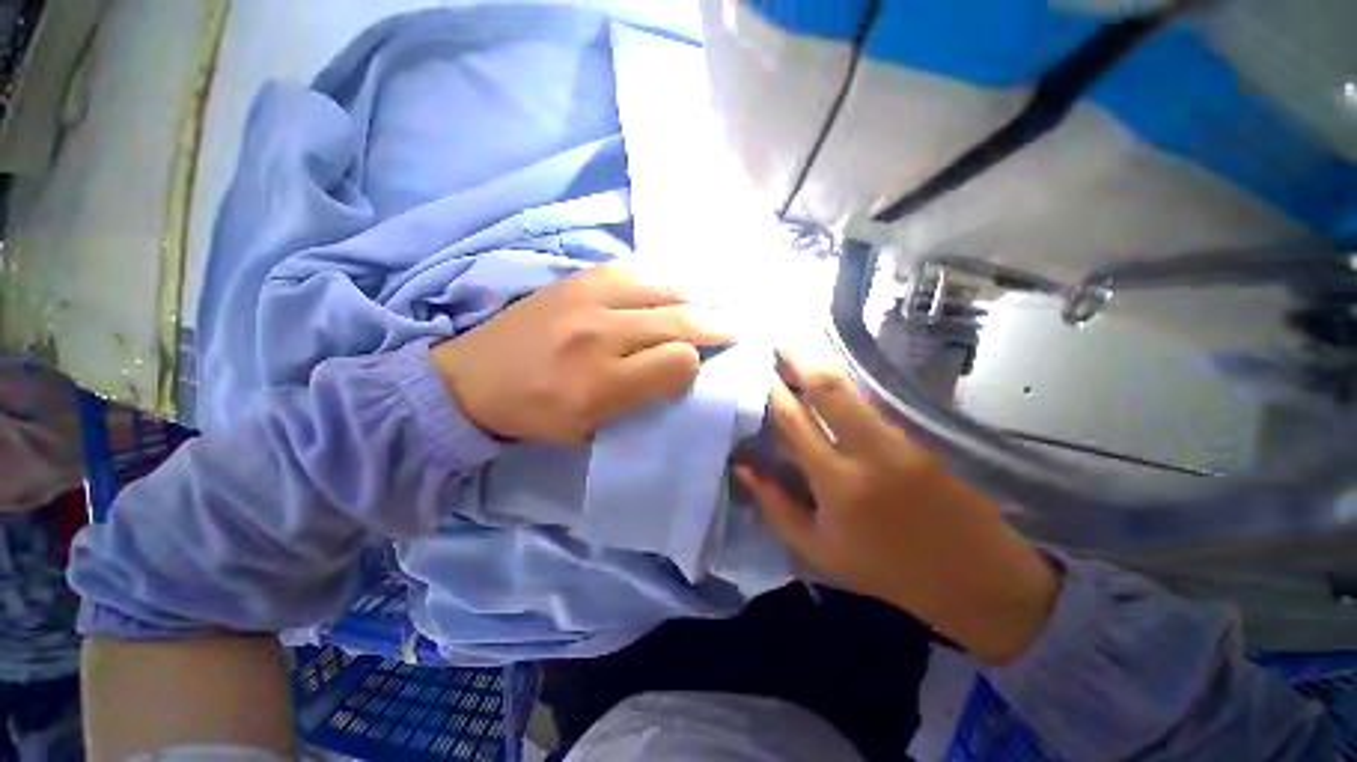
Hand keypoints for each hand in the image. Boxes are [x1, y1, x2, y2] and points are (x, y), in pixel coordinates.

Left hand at [431, 265, 734, 443]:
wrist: (470, 380)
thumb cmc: (535, 414)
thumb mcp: (588, 429)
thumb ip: (640, 400)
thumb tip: (681, 367)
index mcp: (601, 383)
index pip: (675, 361)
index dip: (699, 361)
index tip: (710, 362)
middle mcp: (600, 334)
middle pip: (675, 320)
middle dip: (716, 321)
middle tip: (744, 323)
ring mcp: (587, 298)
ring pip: (662, 287)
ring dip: (699, 293)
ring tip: (722, 298)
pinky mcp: (576, 279)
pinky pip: (633, 269)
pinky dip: (665, 275)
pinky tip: (680, 280)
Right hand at [736, 349, 1059, 664]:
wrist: (975, 578)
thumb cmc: (885, 571)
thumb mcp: (818, 550)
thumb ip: (776, 505)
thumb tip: (743, 467)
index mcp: (837, 483)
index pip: (794, 422)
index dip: (772, 390)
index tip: (755, 366)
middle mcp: (868, 451)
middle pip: (828, 389)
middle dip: (799, 358)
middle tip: (777, 338)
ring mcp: (897, 440)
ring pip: (850, 391)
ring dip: (820, 369)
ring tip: (796, 355)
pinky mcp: (916, 438)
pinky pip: (867, 407)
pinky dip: (842, 391)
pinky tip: (827, 388)